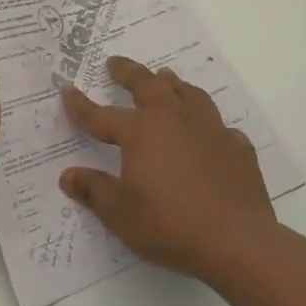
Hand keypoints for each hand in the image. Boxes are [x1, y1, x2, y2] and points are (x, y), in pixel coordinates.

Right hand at [59, 56, 277, 280]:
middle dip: (128, 72)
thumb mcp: (119, 213)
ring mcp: (209, 131)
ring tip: (165, 78)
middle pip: (148, 86)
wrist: (238, 242)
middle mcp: (173, 120)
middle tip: (115, 63)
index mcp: (140, 132)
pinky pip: (220, 127)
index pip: (101, 115)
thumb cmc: (169, 224)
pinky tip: (209, 132)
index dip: (80, 105)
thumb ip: (94, 190)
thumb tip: (68, 176)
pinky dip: (209, 124)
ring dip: (172, 84)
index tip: (67, 90)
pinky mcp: (237, 149)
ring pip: (188, 94)